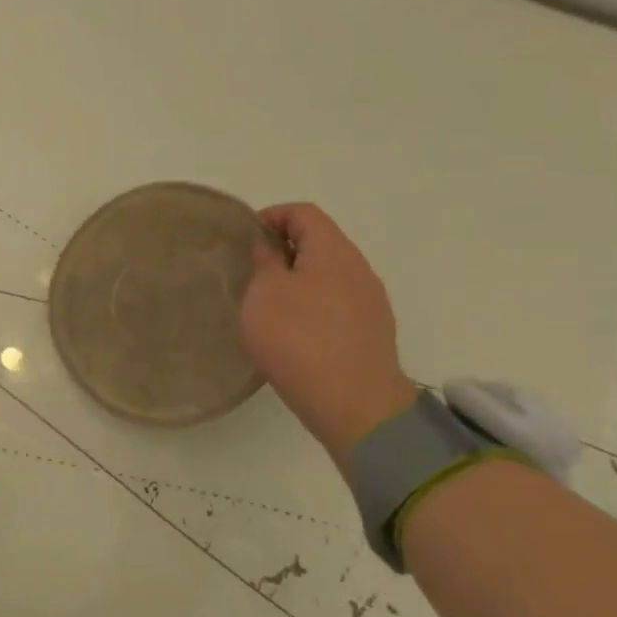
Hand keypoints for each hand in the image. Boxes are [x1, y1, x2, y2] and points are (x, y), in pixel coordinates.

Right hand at [240, 202, 417, 458]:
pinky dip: (312, 304)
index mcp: (334, 252)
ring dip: (298, 279)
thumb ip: (266, 261)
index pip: (304, 213)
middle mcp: (359, 270)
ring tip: (268, 302)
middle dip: (284, 249)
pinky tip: (292, 330)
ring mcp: (370, 303)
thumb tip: (271, 246)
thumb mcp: (265, 293)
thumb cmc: (298, 337)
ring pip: (329, 275)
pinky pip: (337, 303)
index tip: (245, 238)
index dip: (272, 216)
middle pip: (320, 242)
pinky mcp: (371, 332)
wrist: (353, 403)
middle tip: (252, 271)